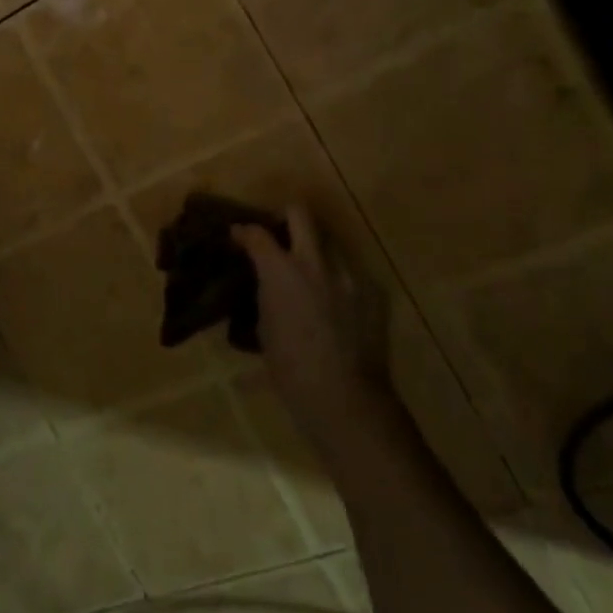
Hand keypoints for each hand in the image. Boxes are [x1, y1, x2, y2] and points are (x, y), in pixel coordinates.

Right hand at [233, 207, 398, 468]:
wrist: (346, 399)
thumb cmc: (291, 371)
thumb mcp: (265, 329)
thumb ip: (266, 295)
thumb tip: (267, 285)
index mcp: (282, 271)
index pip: (257, 234)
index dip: (244, 231)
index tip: (238, 235)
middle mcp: (316, 262)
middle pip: (301, 214)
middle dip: (286, 216)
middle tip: (278, 233)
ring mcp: (349, 274)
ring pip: (330, 242)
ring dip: (315, 250)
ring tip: (309, 273)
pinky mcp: (373, 291)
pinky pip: (350, 273)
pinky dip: (337, 280)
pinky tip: (334, 304)